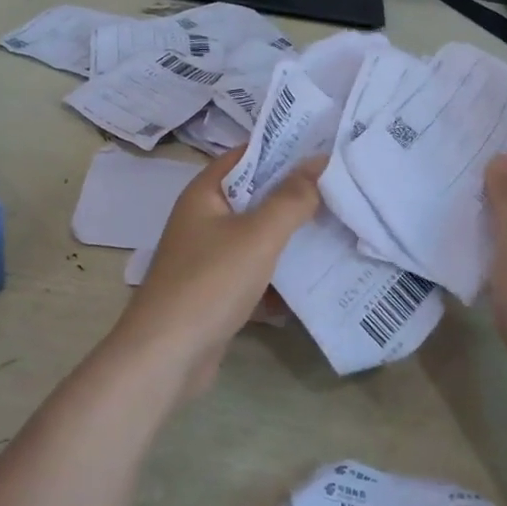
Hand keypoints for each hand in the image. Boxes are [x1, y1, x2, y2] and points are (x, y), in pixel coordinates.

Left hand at [114, 147, 323, 397]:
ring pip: (257, 238)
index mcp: (204, 194)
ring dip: (290, 237)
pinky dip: (279, 277)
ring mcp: (208, 258)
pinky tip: (314, 280)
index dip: (283, 148)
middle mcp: (203, 220)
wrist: (165, 358)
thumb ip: (291, 198)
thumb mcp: (258, 234)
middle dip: (294, 195)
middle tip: (341, 187)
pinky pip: (254, 274)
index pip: (247, 155)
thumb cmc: (210, 282)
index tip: (324, 147)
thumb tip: (319, 161)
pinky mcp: (216, 293)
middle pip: (255, 197)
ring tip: (337, 228)